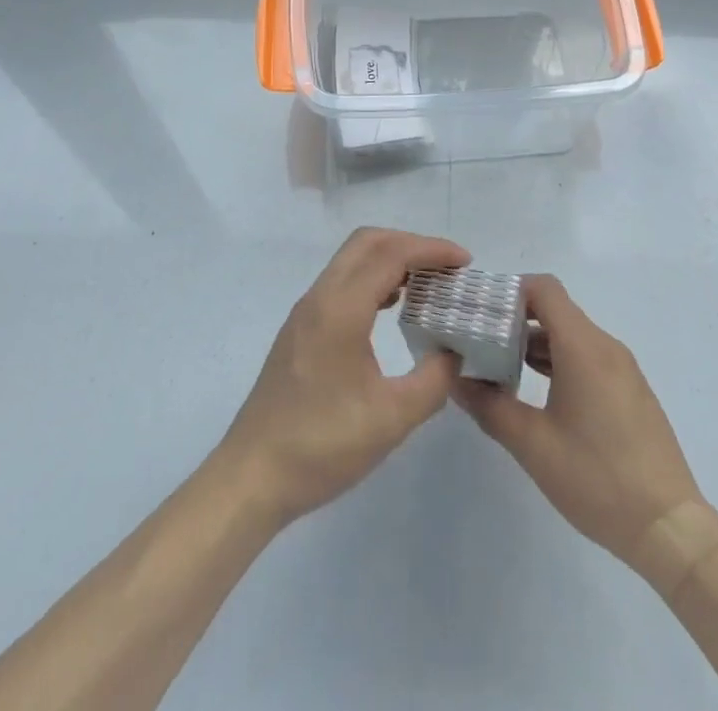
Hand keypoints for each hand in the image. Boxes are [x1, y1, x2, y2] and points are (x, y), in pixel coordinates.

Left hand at [214, 228, 469, 527]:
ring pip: (352, 260)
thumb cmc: (321, 446)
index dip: (431, 250)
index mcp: (341, 308)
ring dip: (391, 259)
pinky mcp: (300, 329)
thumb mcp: (391, 419)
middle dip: (412, 244)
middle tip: (447, 268)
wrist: (252, 476)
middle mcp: (320, 297)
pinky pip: (342, 282)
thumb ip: (434, 380)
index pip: (391, 254)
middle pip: (368, 242)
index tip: (465, 262)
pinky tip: (393, 307)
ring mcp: (306, 312)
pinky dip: (373, 279)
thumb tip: (455, 351)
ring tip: (428, 284)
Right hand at [453, 275, 704, 577]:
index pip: (544, 289)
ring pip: (572, 336)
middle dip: (517, 320)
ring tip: (502, 368)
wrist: (670, 528)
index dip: (510, 291)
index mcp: (583, 347)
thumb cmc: (597, 478)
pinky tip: (539, 392)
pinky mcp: (631, 391)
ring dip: (537, 344)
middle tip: (481, 342)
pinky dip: (560, 361)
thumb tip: (456, 380)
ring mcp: (623, 369)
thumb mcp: (533, 445)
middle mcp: (606, 347)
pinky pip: (589, 357)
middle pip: (557, 310)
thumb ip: (490, 406)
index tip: (481, 312)